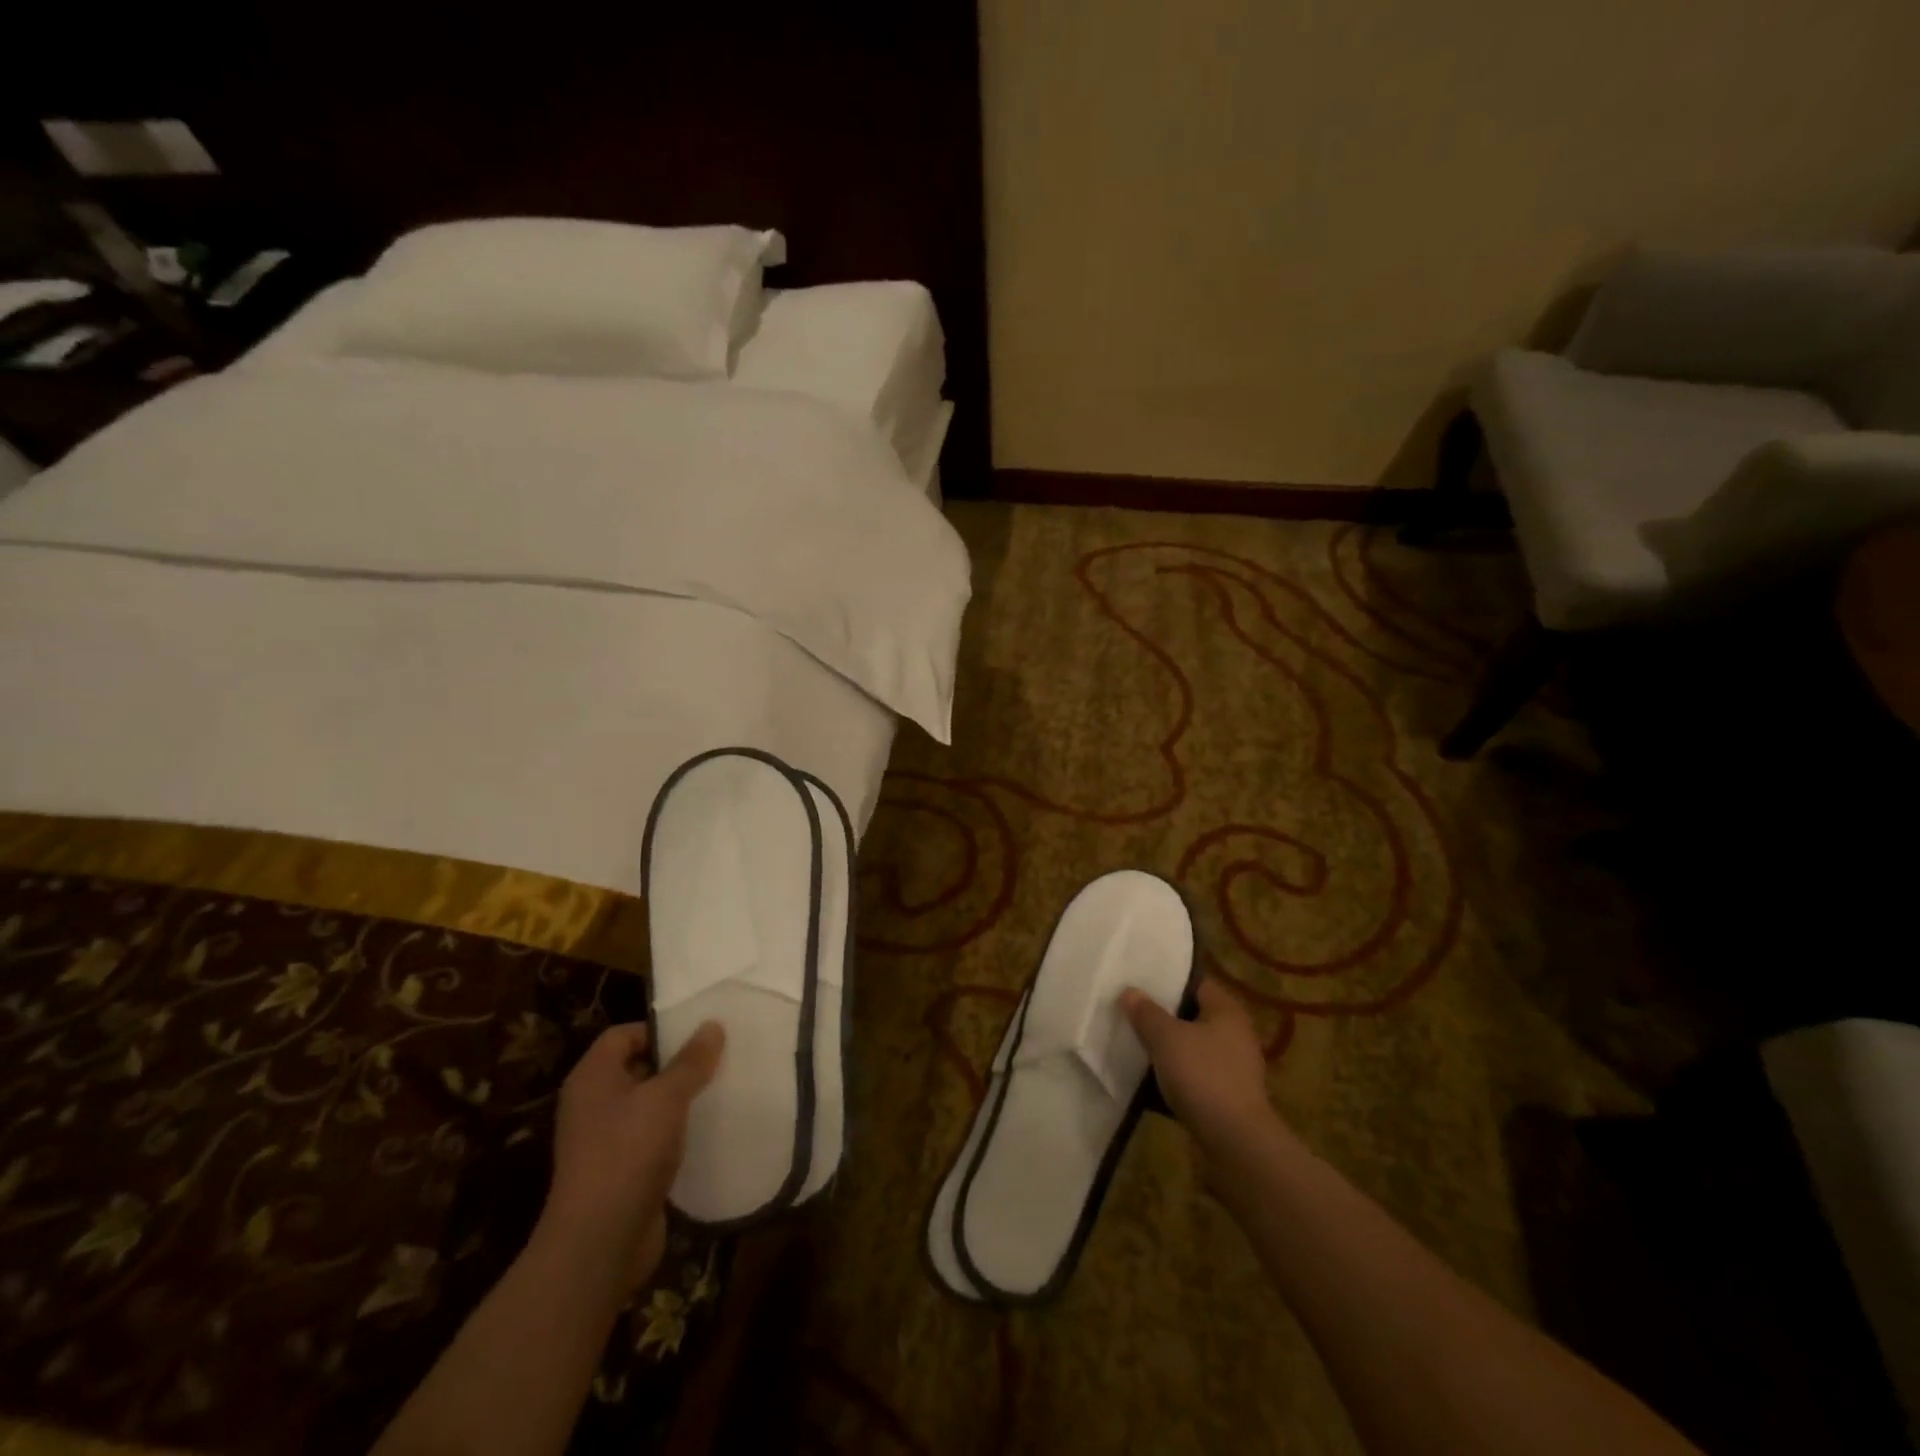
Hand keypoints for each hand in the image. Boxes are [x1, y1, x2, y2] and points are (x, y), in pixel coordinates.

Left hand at [538, 1020, 724, 1289]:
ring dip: (680, 1100)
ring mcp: (604, 1140)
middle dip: (676, 1064)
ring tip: (719, 1092)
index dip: (659, 1030)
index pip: (624, 1035)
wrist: (599, 1242)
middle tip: (717, 1060)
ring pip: (648, 1105)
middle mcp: (593, 1104)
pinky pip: (651, 1138)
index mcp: (593, 1077)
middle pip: (638, 1068)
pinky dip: (676, 1133)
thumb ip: (691, 1061)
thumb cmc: (628, 1153)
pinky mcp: (620, 1171)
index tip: (699, 1036)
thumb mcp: (667, 1097)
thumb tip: (712, 1025)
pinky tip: (707, 1132)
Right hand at [1121, 976, 1274, 1152]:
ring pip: (1193, 1046)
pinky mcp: (1227, 1094)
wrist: (1235, 1142)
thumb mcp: (1166, 1038)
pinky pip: (1195, 1073)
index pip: (1196, 983)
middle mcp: (1235, 1034)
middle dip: (1164, 1015)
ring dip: (1168, 1046)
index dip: (1168, 980)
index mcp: (1227, 1011)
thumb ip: (1147, 1013)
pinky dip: (1176, 1073)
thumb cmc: (1202, 1076)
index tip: (1140, 982)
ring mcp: (1234, 1066)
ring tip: (1135, 1043)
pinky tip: (1151, 1078)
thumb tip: (1130, 991)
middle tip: (1132, 1011)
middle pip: (1193, 1015)